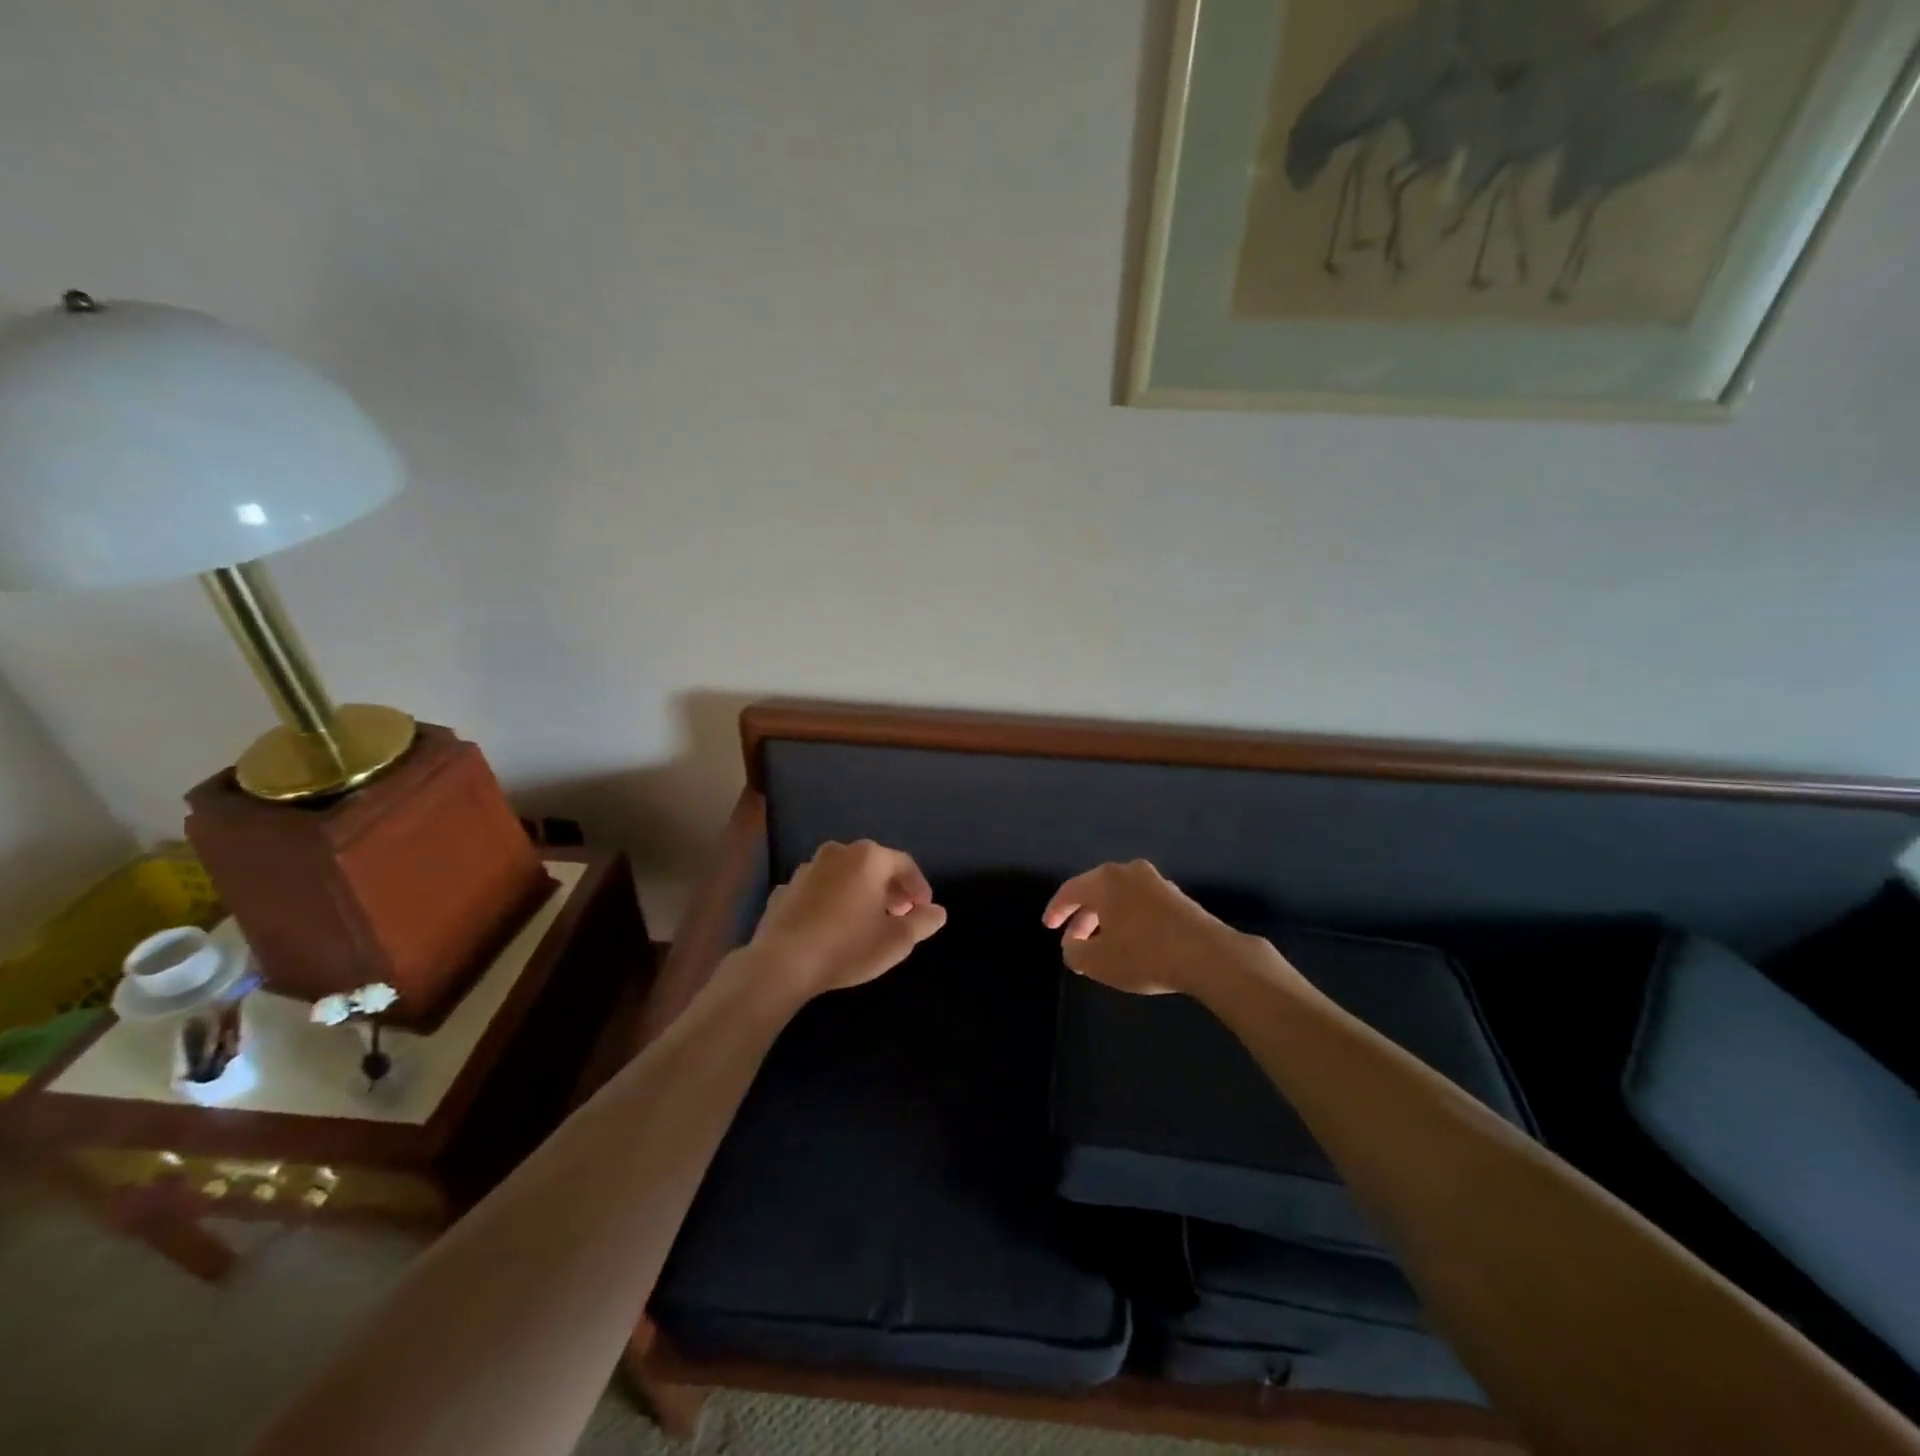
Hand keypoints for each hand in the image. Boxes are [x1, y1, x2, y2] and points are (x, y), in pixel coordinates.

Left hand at [743, 840, 947, 1000]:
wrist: (782, 963)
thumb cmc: (848, 946)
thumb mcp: (896, 941)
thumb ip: (922, 922)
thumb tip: (937, 912)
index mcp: (869, 858)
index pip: (904, 864)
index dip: (918, 886)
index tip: (924, 909)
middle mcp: (838, 853)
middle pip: (873, 865)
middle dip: (889, 888)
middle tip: (899, 914)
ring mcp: (807, 869)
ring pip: (843, 876)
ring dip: (859, 893)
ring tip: (865, 921)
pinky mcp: (785, 889)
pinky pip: (818, 891)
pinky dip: (830, 902)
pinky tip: (832, 927)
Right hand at [1043, 860, 1261, 996]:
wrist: (1209, 956)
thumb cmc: (1144, 954)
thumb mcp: (1097, 961)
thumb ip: (1073, 952)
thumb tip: (1072, 944)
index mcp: (1105, 880)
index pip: (1070, 889)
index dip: (1056, 909)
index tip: (1048, 927)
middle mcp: (1129, 872)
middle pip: (1096, 891)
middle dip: (1082, 917)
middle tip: (1073, 940)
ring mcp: (1157, 882)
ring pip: (1120, 898)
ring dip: (1106, 919)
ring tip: (1101, 945)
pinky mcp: (1178, 897)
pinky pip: (1140, 904)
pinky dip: (1128, 919)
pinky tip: (1131, 942)